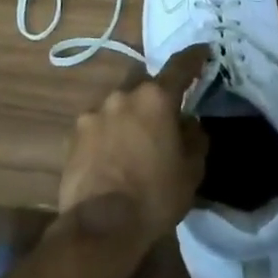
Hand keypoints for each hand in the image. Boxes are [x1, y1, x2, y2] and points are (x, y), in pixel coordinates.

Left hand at [55, 45, 208, 257]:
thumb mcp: (191, 171)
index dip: (194, 57)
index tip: (203, 51)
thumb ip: (194, 138)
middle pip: (144, 82)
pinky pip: (98, 124)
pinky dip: (107, 133)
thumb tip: (188, 122)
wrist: (99, 226)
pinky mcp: (73, 134)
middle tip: (163, 113)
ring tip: (133, 142)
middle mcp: (123, 96)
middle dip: (154, 93)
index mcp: (156, 99)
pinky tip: (111, 156)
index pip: (179, 66)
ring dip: (128, 115)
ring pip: (118, 103)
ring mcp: (94, 113)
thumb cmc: (155, 196)